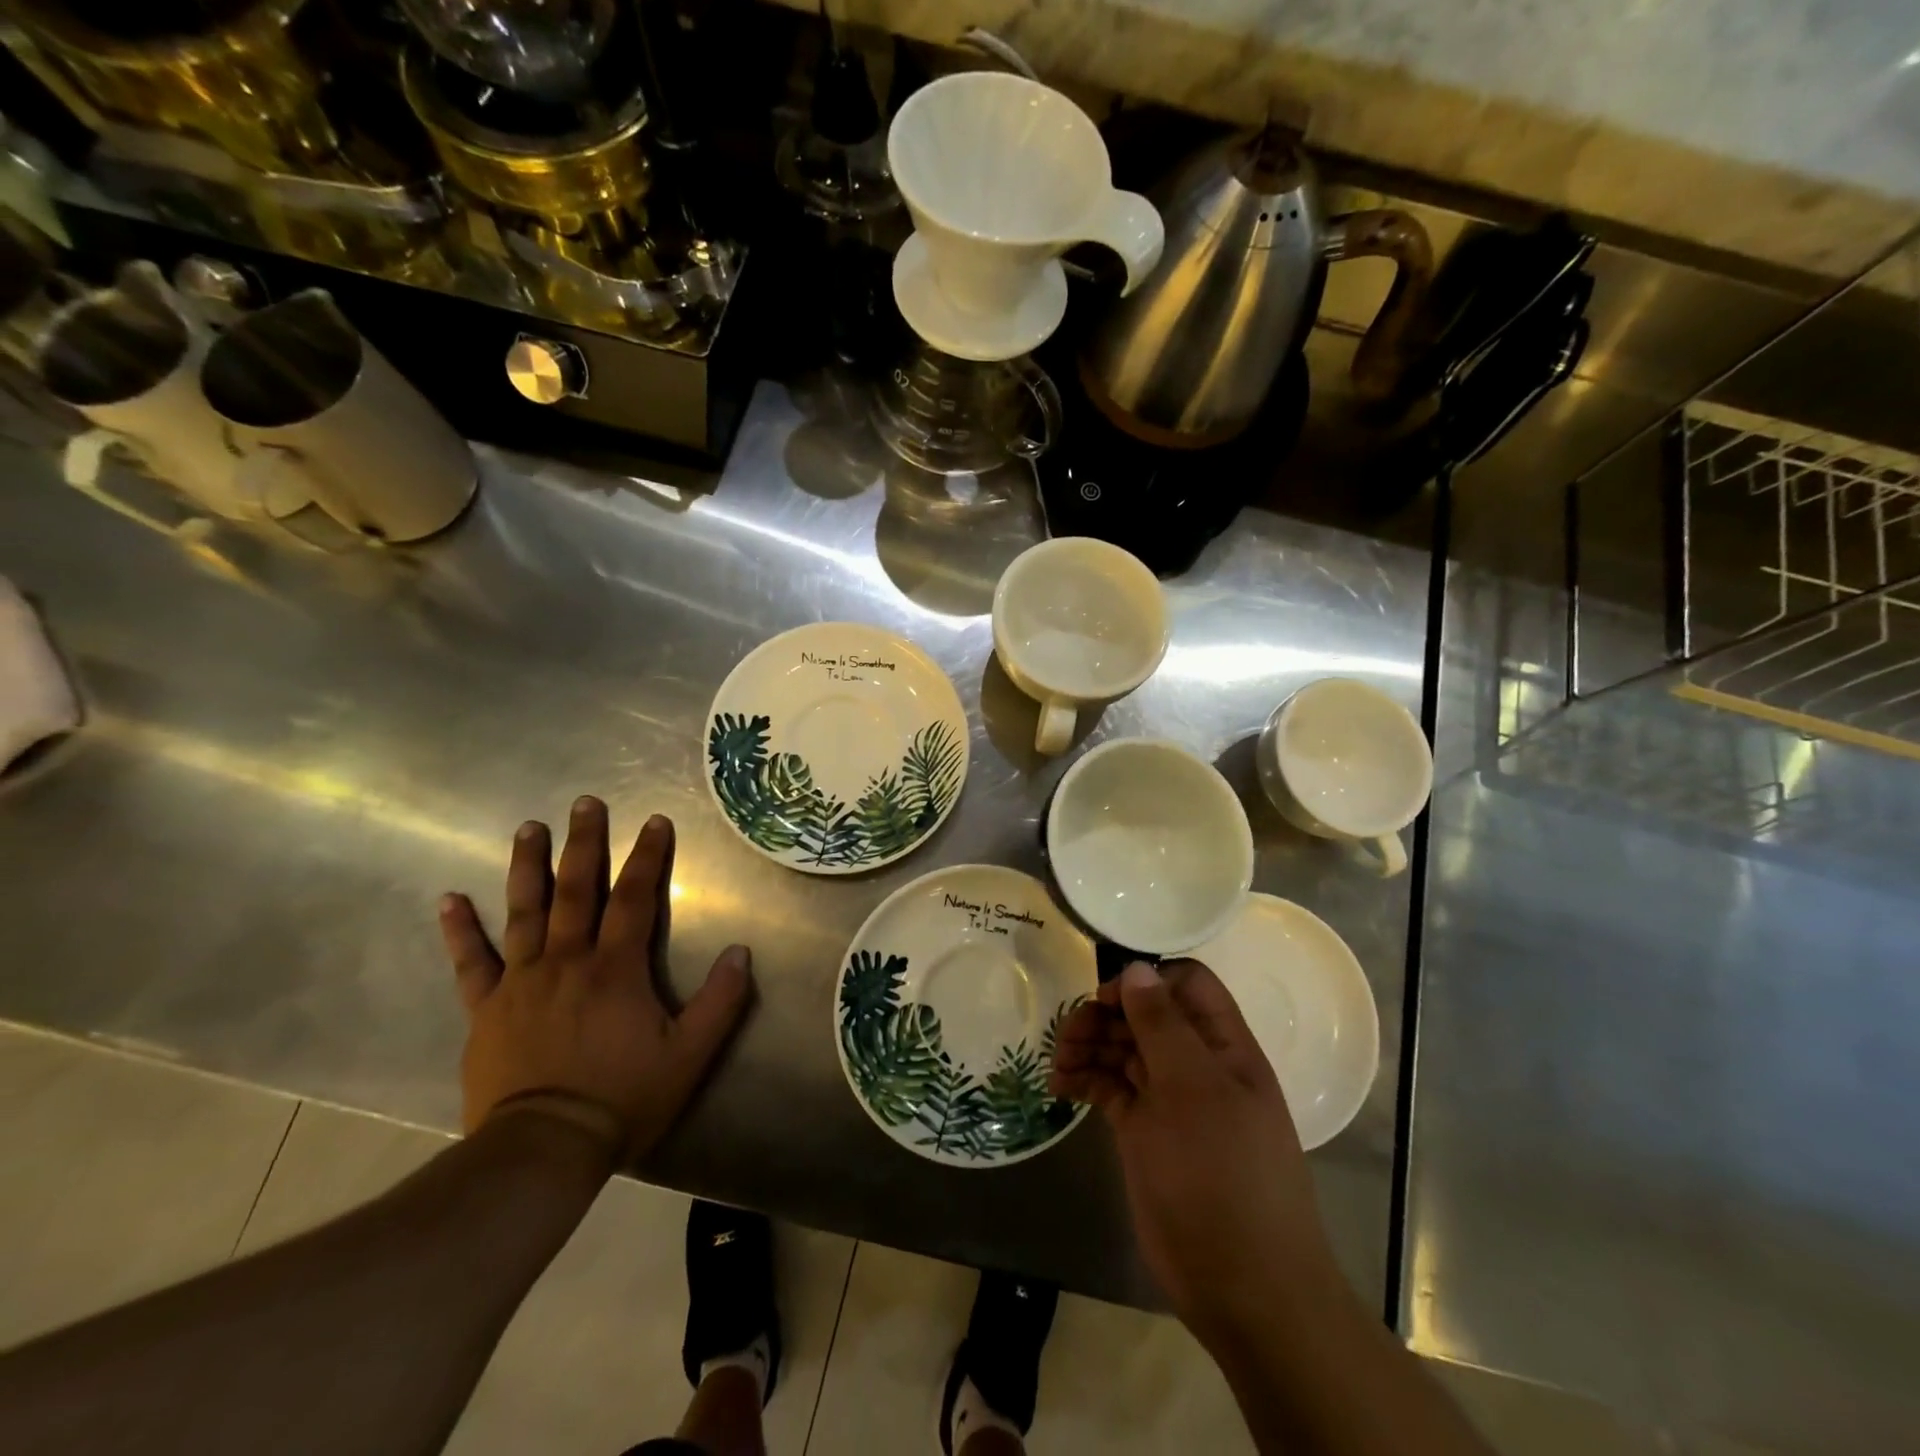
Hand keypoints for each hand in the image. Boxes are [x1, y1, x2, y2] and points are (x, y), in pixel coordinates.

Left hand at [438, 798, 751, 1159]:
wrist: (542, 1150)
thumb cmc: (623, 1098)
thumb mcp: (689, 1054)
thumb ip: (720, 1000)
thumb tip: (741, 951)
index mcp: (615, 969)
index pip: (634, 898)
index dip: (648, 857)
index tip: (655, 821)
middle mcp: (567, 961)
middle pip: (576, 891)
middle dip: (584, 844)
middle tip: (585, 803)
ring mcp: (521, 982)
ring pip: (524, 912)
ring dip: (527, 867)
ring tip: (528, 828)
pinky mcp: (486, 1010)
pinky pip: (470, 964)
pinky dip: (459, 931)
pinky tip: (449, 900)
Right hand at [1050, 959, 1341, 1352]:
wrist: (1243, 1287)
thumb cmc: (1223, 1175)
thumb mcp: (1193, 1090)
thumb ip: (1162, 1026)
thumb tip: (1136, 968)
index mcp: (1223, 1046)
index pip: (1186, 984)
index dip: (1147, 980)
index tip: (1108, 996)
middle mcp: (1196, 1065)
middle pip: (1145, 1015)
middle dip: (1106, 1014)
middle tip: (1070, 1032)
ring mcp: (1168, 1100)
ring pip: (1123, 1049)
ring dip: (1089, 1045)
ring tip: (1060, 1061)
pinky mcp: (1143, 1132)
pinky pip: (1110, 1088)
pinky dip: (1085, 1080)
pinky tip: (1059, 1086)